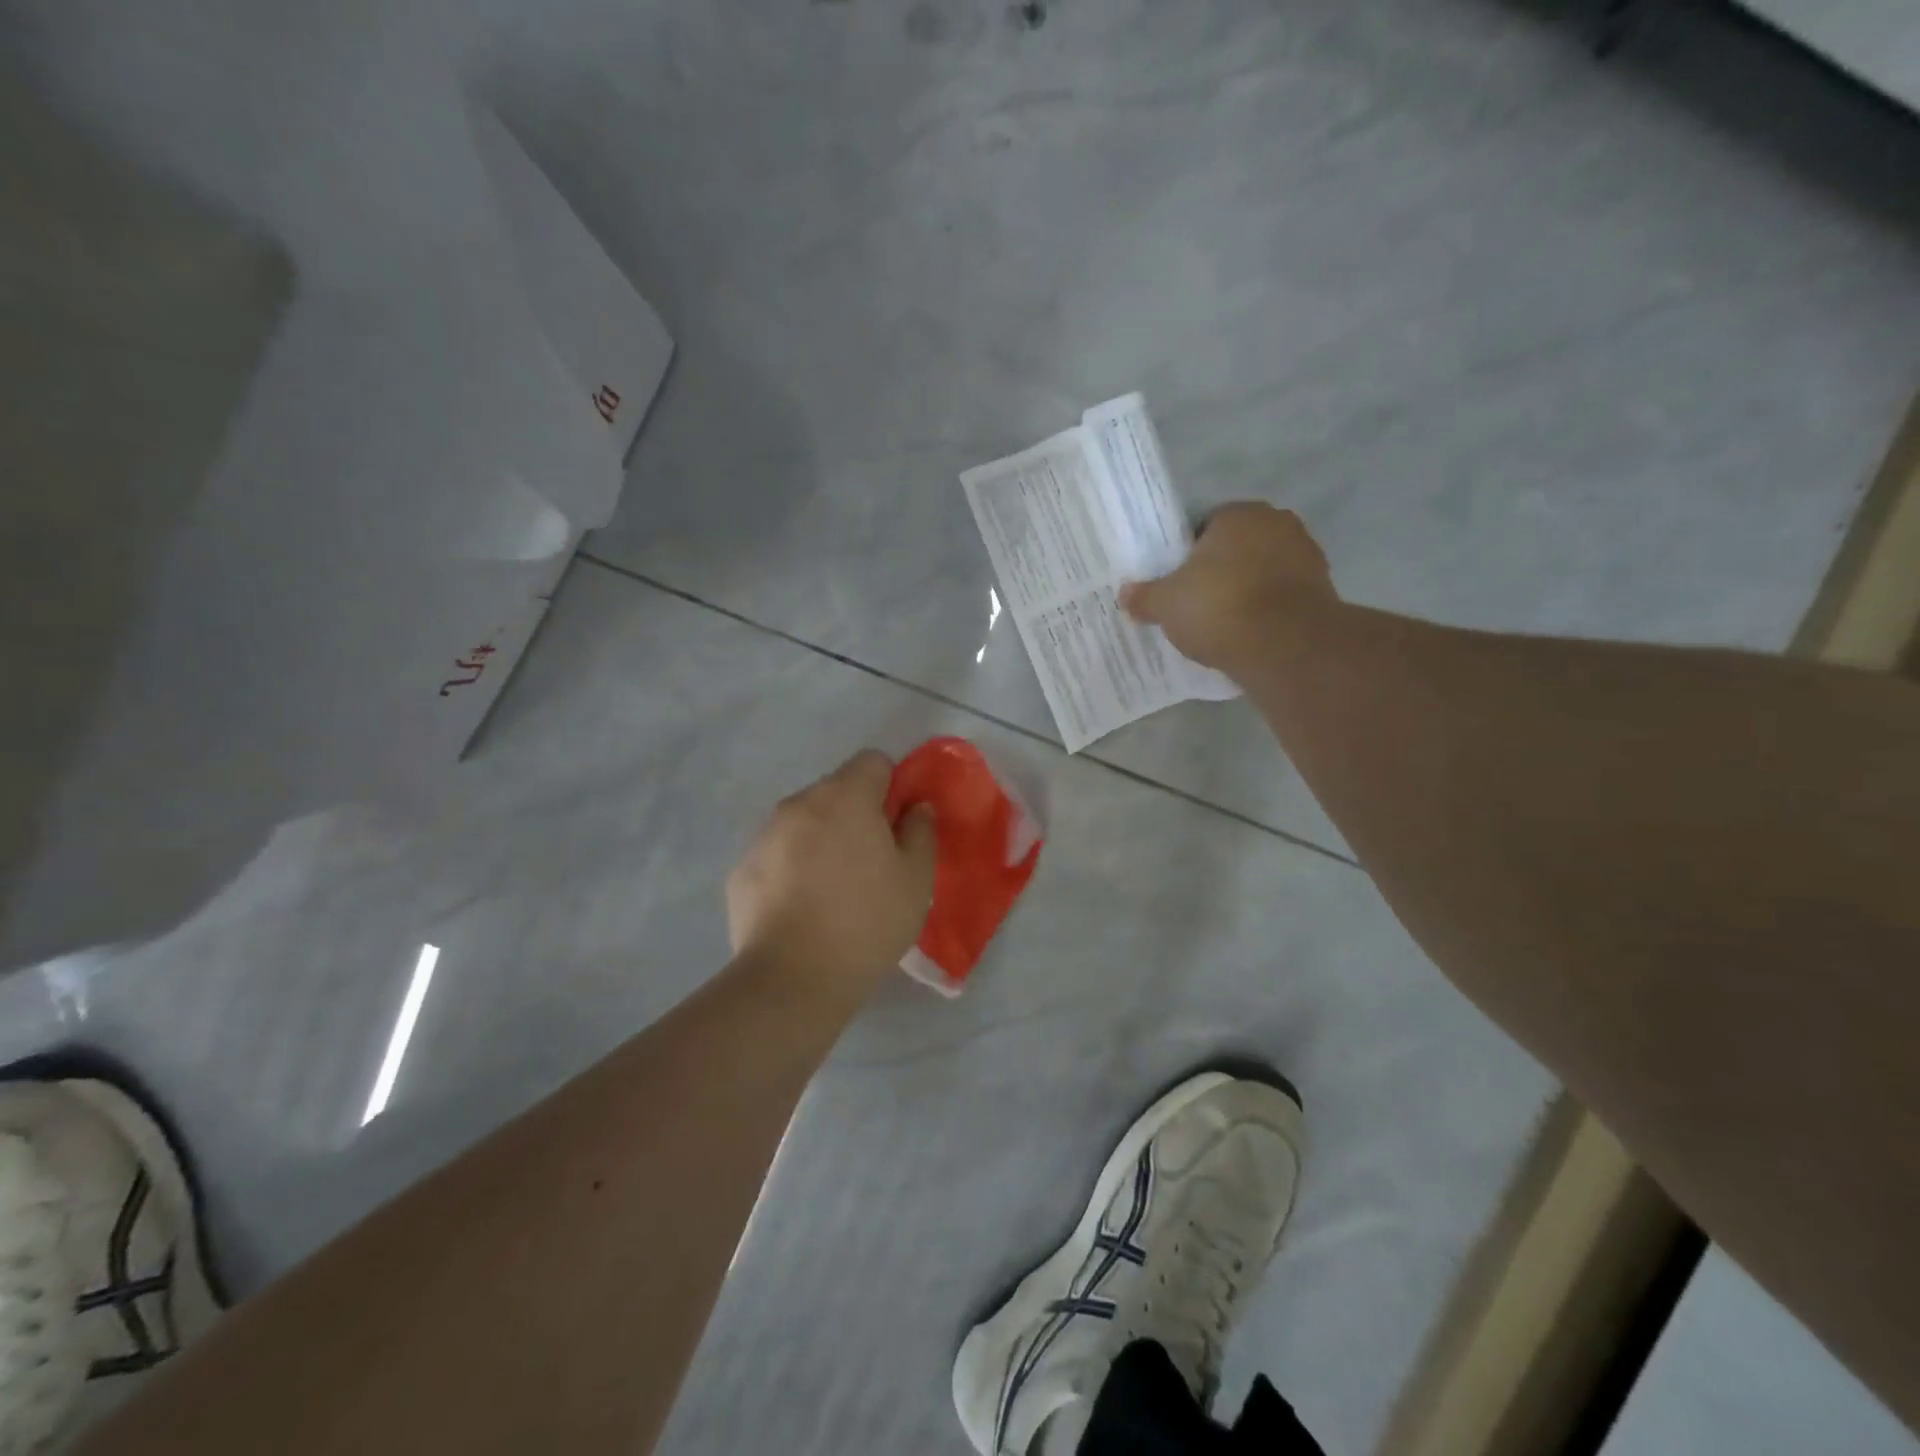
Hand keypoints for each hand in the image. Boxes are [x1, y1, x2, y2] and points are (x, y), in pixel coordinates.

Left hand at [727, 750, 937, 996]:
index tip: (897, 825)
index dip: (891, 787)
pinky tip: (802, 909)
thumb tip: (916, 808)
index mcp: (845, 797)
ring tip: (833, 890)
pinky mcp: (741, 870)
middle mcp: (799, 804)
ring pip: (804, 822)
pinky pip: (777, 854)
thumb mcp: (916, 879)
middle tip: (870, 862)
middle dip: (855, 814)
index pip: (873, 761)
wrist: (792, 978)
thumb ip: (921, 832)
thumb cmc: (866, 921)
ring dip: (821, 840)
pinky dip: (792, 868)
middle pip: (835, 790)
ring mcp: (764, 836)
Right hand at [1119, 502, 1335, 672]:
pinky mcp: (1323, 589)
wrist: (1285, 645)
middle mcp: (1277, 523)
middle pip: (1237, 547)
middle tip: (1196, 602)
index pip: (1206, 525)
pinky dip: (1267, 610)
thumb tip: (1125, 594)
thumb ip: (1144, 596)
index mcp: (1238, 514)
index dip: (1188, 554)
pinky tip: (1248, 634)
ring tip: (1222, 623)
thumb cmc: (1218, 607)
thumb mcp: (1166, 604)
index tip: (1178, 582)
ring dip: (1246, 590)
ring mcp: (1306, 555)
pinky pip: (1282, 596)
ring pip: (1262, 570)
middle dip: (1219, 570)